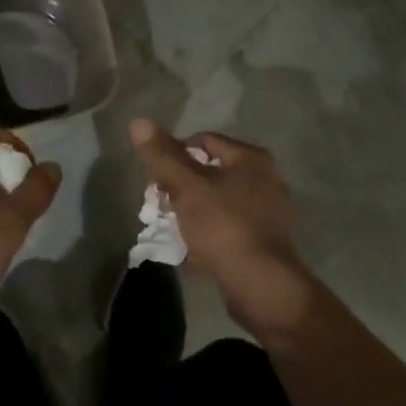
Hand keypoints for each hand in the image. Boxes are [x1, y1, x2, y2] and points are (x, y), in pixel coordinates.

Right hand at [128, 119, 315, 337]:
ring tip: (173, 229)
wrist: (262, 285)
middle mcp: (264, 178)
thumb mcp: (187, 187)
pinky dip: (208, 232)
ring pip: (216, 200)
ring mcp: (267, 210)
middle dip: (180, 187)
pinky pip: (227, 225)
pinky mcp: (263, 239)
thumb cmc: (223, 227)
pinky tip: (193, 249)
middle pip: (209, 170)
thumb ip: (162, 156)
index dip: (173, 155)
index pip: (202, 140)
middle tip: (160, 207)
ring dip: (191, 211)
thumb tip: (138, 121)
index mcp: (250, 158)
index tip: (155, 181)